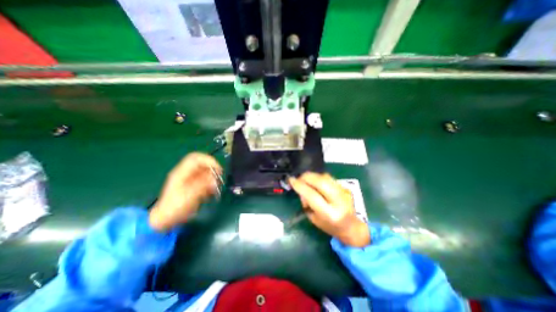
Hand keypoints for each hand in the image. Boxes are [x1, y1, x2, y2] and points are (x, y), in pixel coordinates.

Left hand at [151, 152, 223, 231]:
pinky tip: (212, 191)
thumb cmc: (175, 208)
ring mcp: (189, 179)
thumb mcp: (189, 196)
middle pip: (202, 163)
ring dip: (212, 177)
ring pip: (205, 171)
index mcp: (181, 173)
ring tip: (216, 186)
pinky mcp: (193, 185)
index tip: (218, 169)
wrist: (166, 219)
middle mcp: (186, 173)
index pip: (196, 158)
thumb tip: (215, 179)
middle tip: (219, 176)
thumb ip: (202, 185)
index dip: (208, 160)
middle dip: (212, 168)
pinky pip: (205, 179)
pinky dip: (211, 183)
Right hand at [290, 172, 370, 246]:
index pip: (312, 195)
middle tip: (298, 178)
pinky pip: (329, 177)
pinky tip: (315, 182)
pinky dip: (319, 177)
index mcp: (330, 214)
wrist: (352, 227)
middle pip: (321, 182)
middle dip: (306, 177)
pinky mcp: (345, 187)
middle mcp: (338, 201)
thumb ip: (307, 203)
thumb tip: (301, 189)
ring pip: (325, 177)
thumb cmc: (330, 227)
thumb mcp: (314, 219)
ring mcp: (344, 192)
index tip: (291, 180)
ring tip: (306, 180)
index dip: (300, 186)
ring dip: (312, 176)